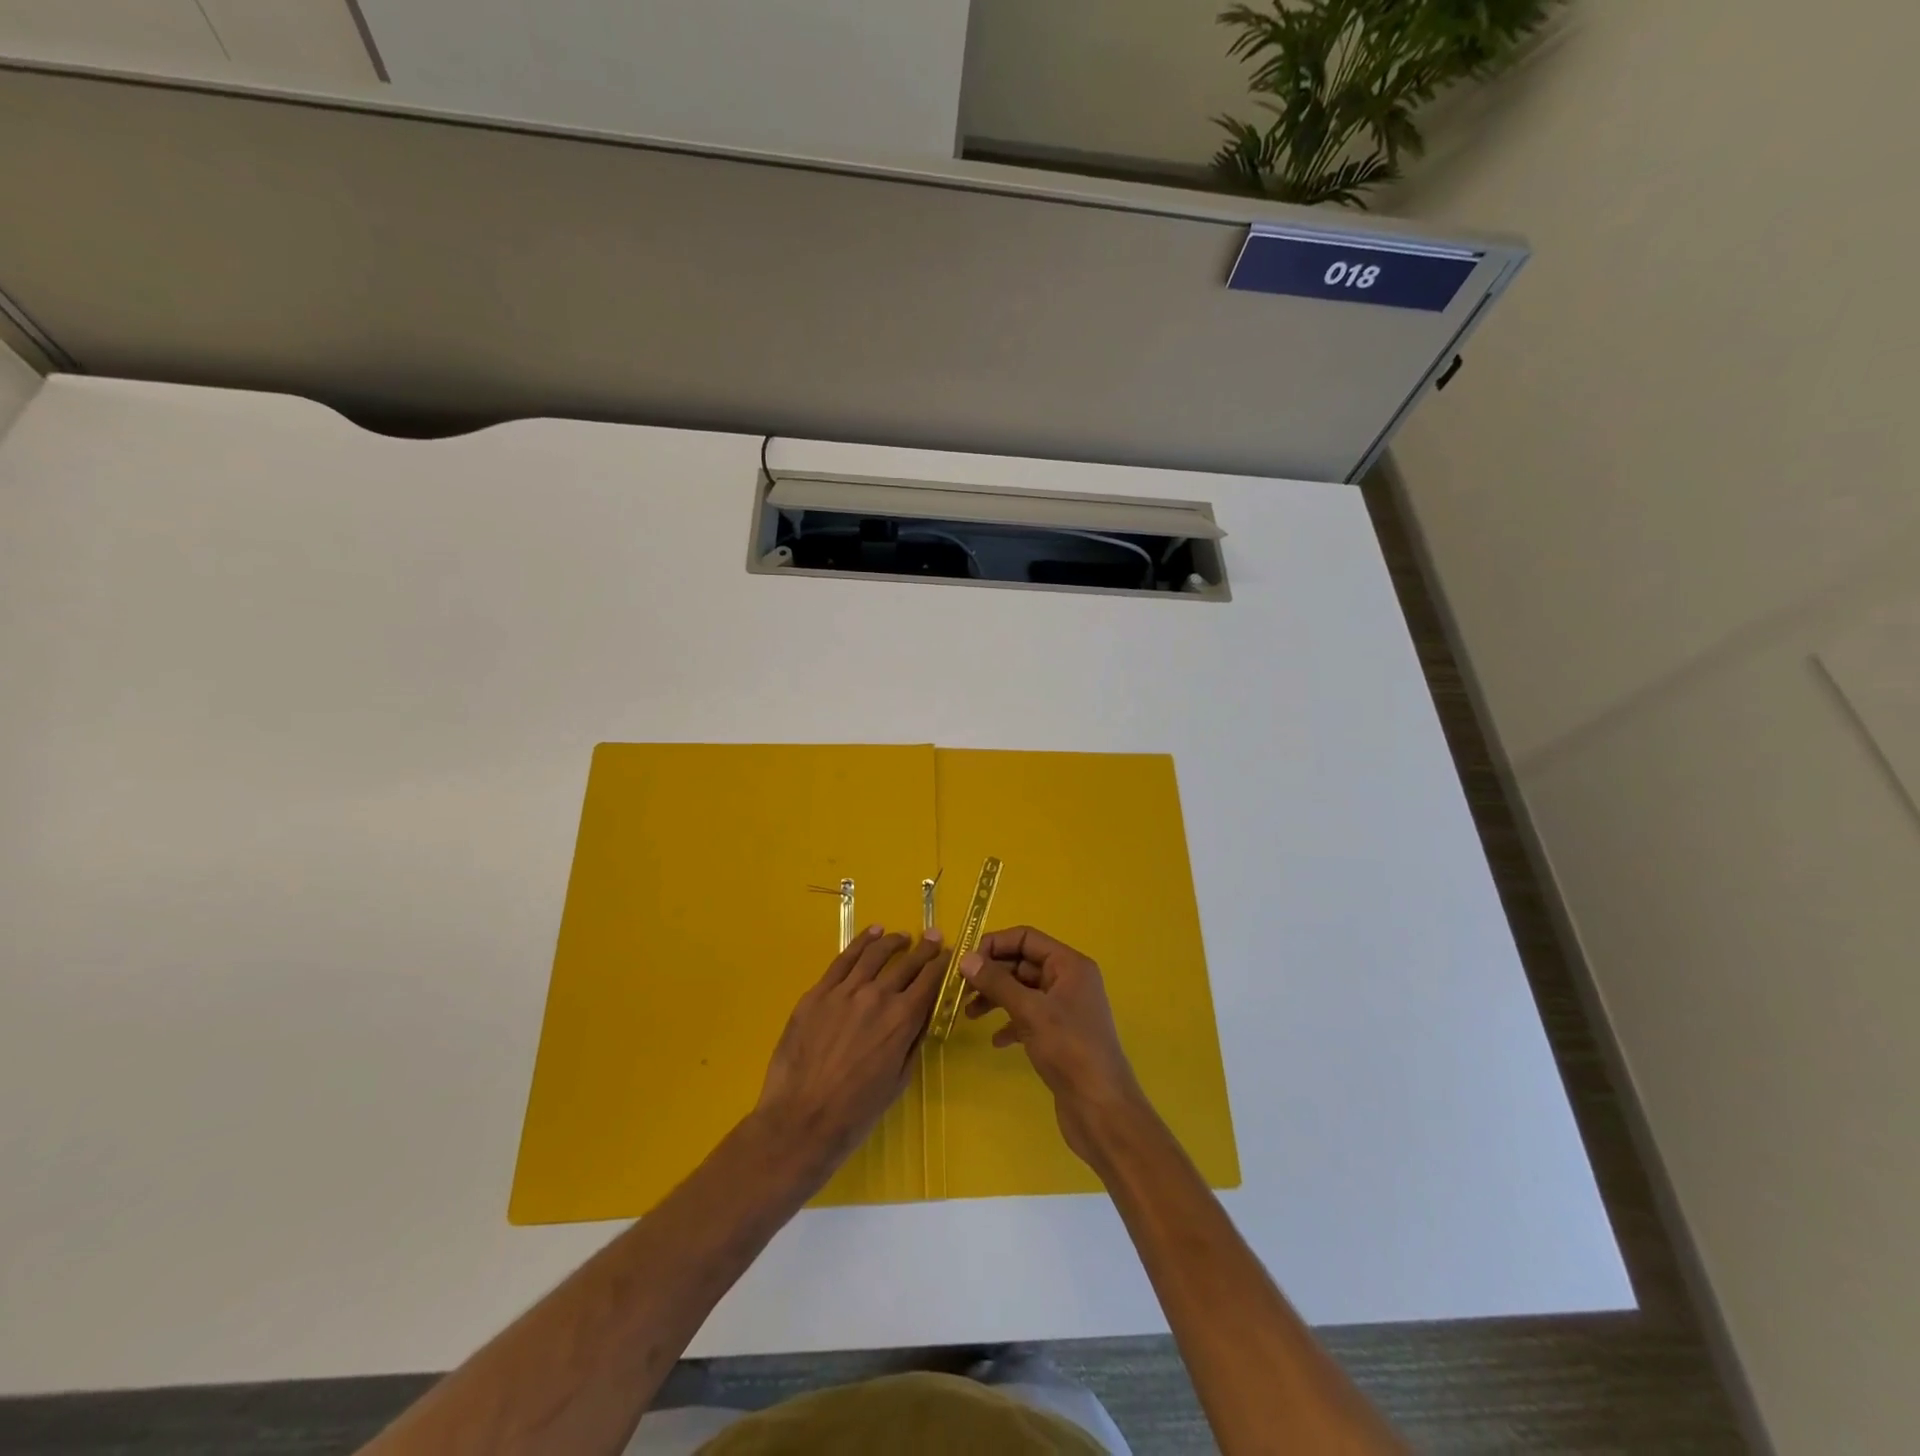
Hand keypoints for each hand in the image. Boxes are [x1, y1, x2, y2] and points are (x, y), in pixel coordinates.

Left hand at [754, 927, 947, 1181]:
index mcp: (902, 1020)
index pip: (929, 981)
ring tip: (902, 936)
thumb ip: (912, 1042)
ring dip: (892, 942)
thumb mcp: (899, 1080)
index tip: (949, 955)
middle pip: (906, 964)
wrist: (801, 1121)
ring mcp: (845, 991)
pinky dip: (861, 943)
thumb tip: (921, 1017)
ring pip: (874, 954)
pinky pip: (843, 960)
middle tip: (933, 937)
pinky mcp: (818, 993)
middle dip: (924, 949)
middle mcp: (877, 997)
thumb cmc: (856, 1112)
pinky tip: (871, 934)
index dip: (942, 965)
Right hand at [960, 926, 1147, 1166]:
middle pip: (1023, 963)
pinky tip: (996, 1041)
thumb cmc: (1069, 1050)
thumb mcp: (1030, 1011)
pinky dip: (1010, 1023)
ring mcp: (1066, 1008)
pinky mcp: (1060, 1035)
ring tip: (969, 1013)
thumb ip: (997, 982)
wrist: (1102, 1109)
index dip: (994, 944)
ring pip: (1023, 991)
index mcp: (1070, 965)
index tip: (965, 961)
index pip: (1026, 938)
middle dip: (992, 973)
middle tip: (960, 988)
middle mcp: (1069, 980)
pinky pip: (1029, 1017)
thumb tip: (966, 959)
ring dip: (996, 998)